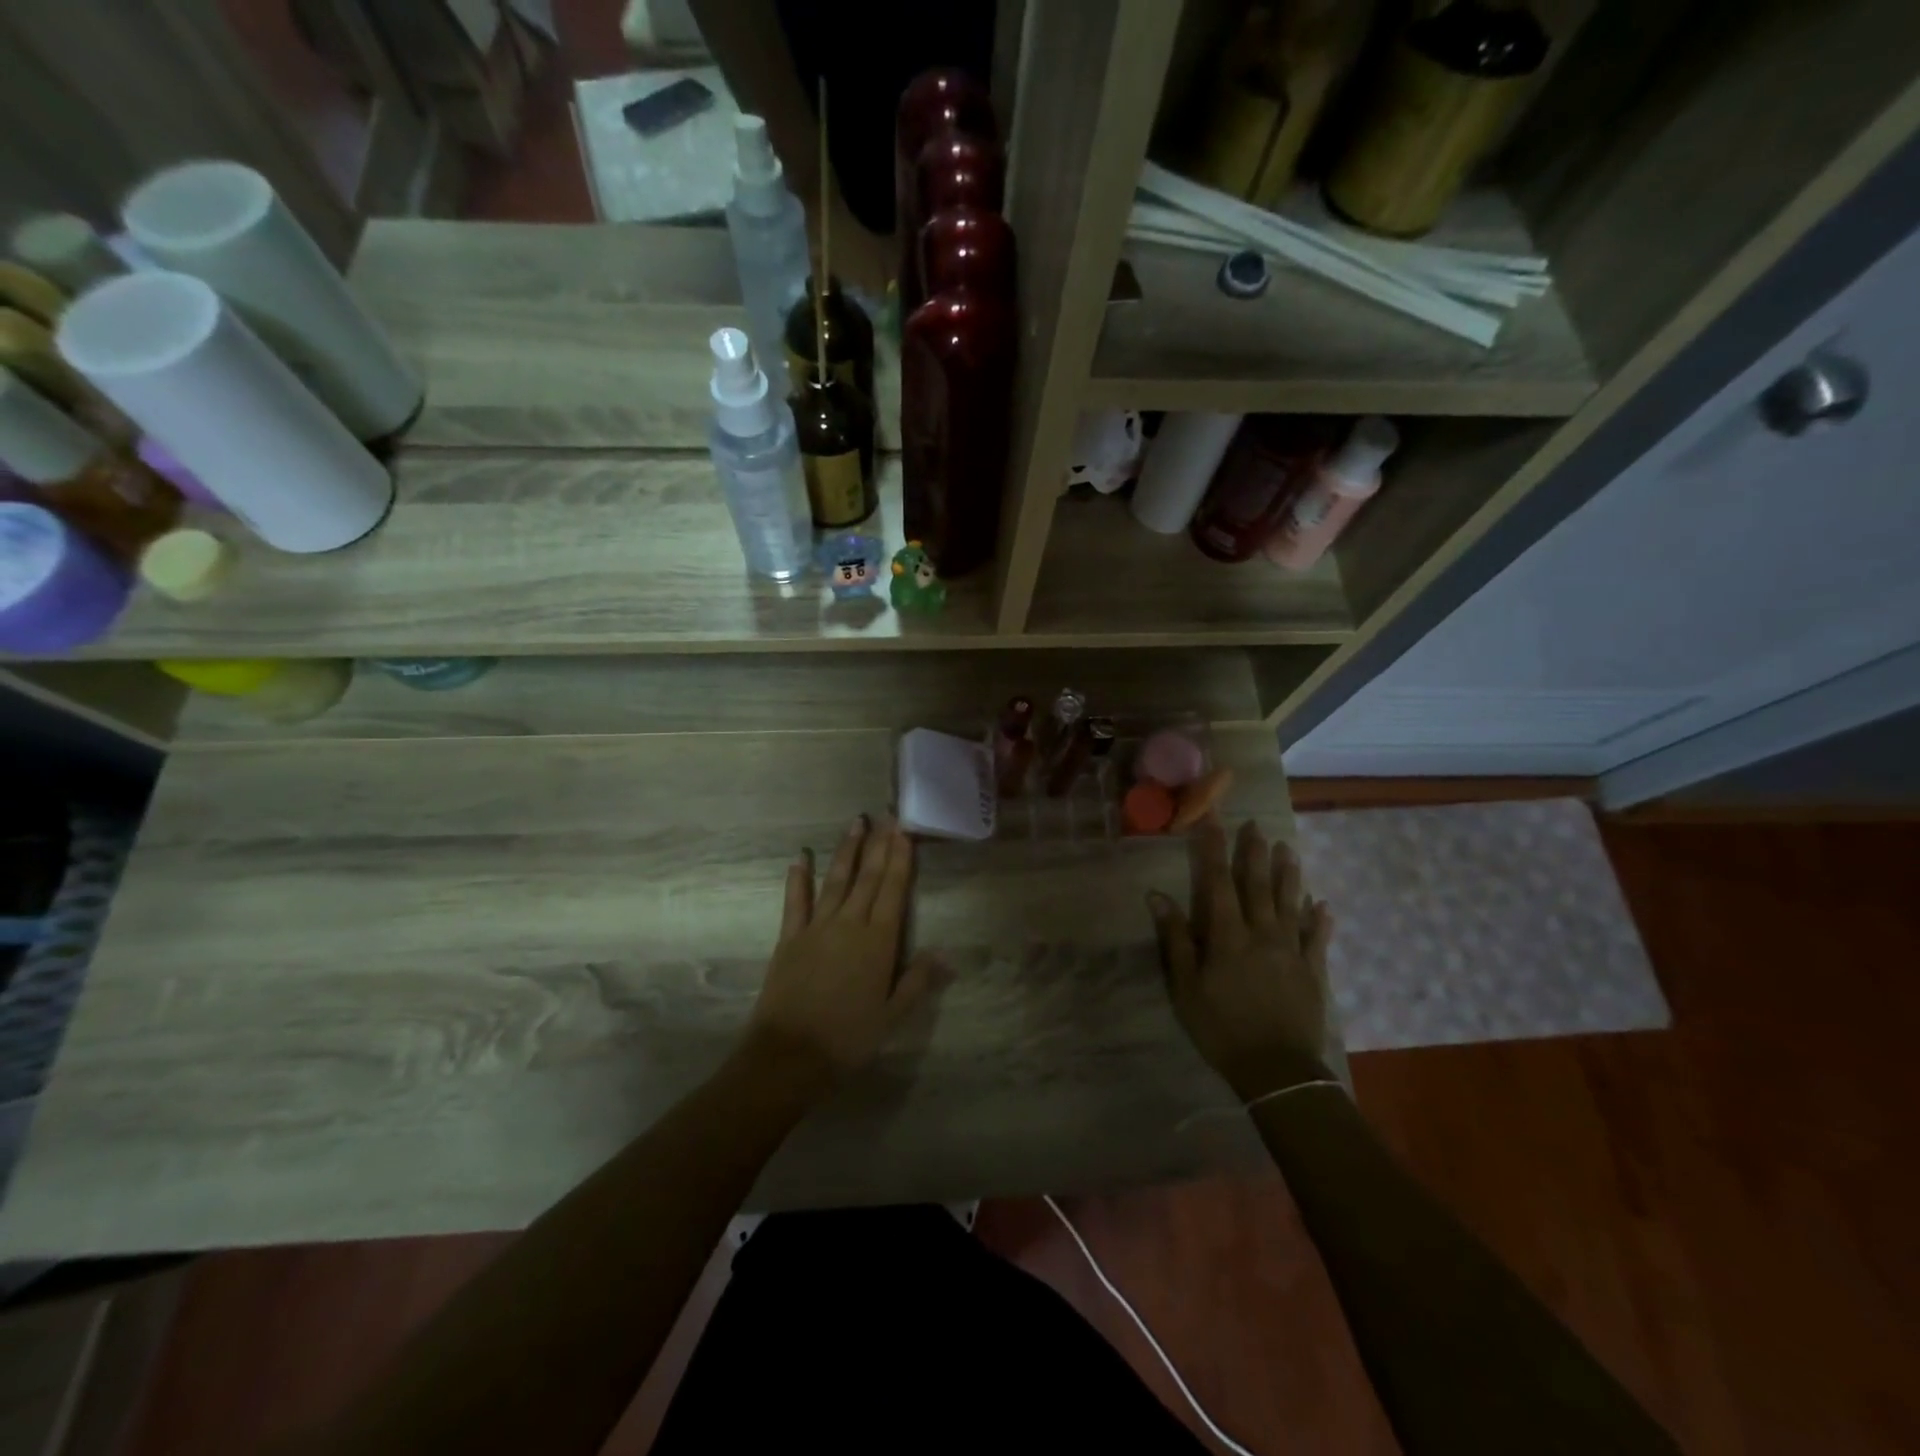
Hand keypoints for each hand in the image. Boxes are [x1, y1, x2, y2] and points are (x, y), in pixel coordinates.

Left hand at [742, 815, 942, 1089]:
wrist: (789, 1055)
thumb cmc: (848, 1038)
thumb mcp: (892, 1016)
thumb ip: (917, 981)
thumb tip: (946, 955)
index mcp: (878, 941)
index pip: (893, 890)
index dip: (900, 859)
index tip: (904, 831)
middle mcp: (849, 924)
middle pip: (868, 877)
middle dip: (879, 844)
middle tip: (887, 815)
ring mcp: (816, 927)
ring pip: (835, 880)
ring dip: (846, 851)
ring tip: (855, 823)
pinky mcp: (789, 938)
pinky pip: (795, 901)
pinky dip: (798, 879)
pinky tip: (800, 858)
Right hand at [1147, 818, 1335, 1100]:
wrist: (1277, 1070)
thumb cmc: (1222, 1028)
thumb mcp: (1185, 988)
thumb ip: (1176, 940)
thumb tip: (1158, 897)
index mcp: (1228, 936)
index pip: (1218, 882)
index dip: (1213, 850)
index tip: (1211, 821)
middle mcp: (1262, 934)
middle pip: (1257, 885)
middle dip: (1254, 853)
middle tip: (1255, 825)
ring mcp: (1291, 951)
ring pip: (1290, 903)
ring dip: (1288, 875)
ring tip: (1288, 848)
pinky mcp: (1313, 971)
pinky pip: (1316, 938)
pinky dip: (1319, 920)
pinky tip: (1322, 904)